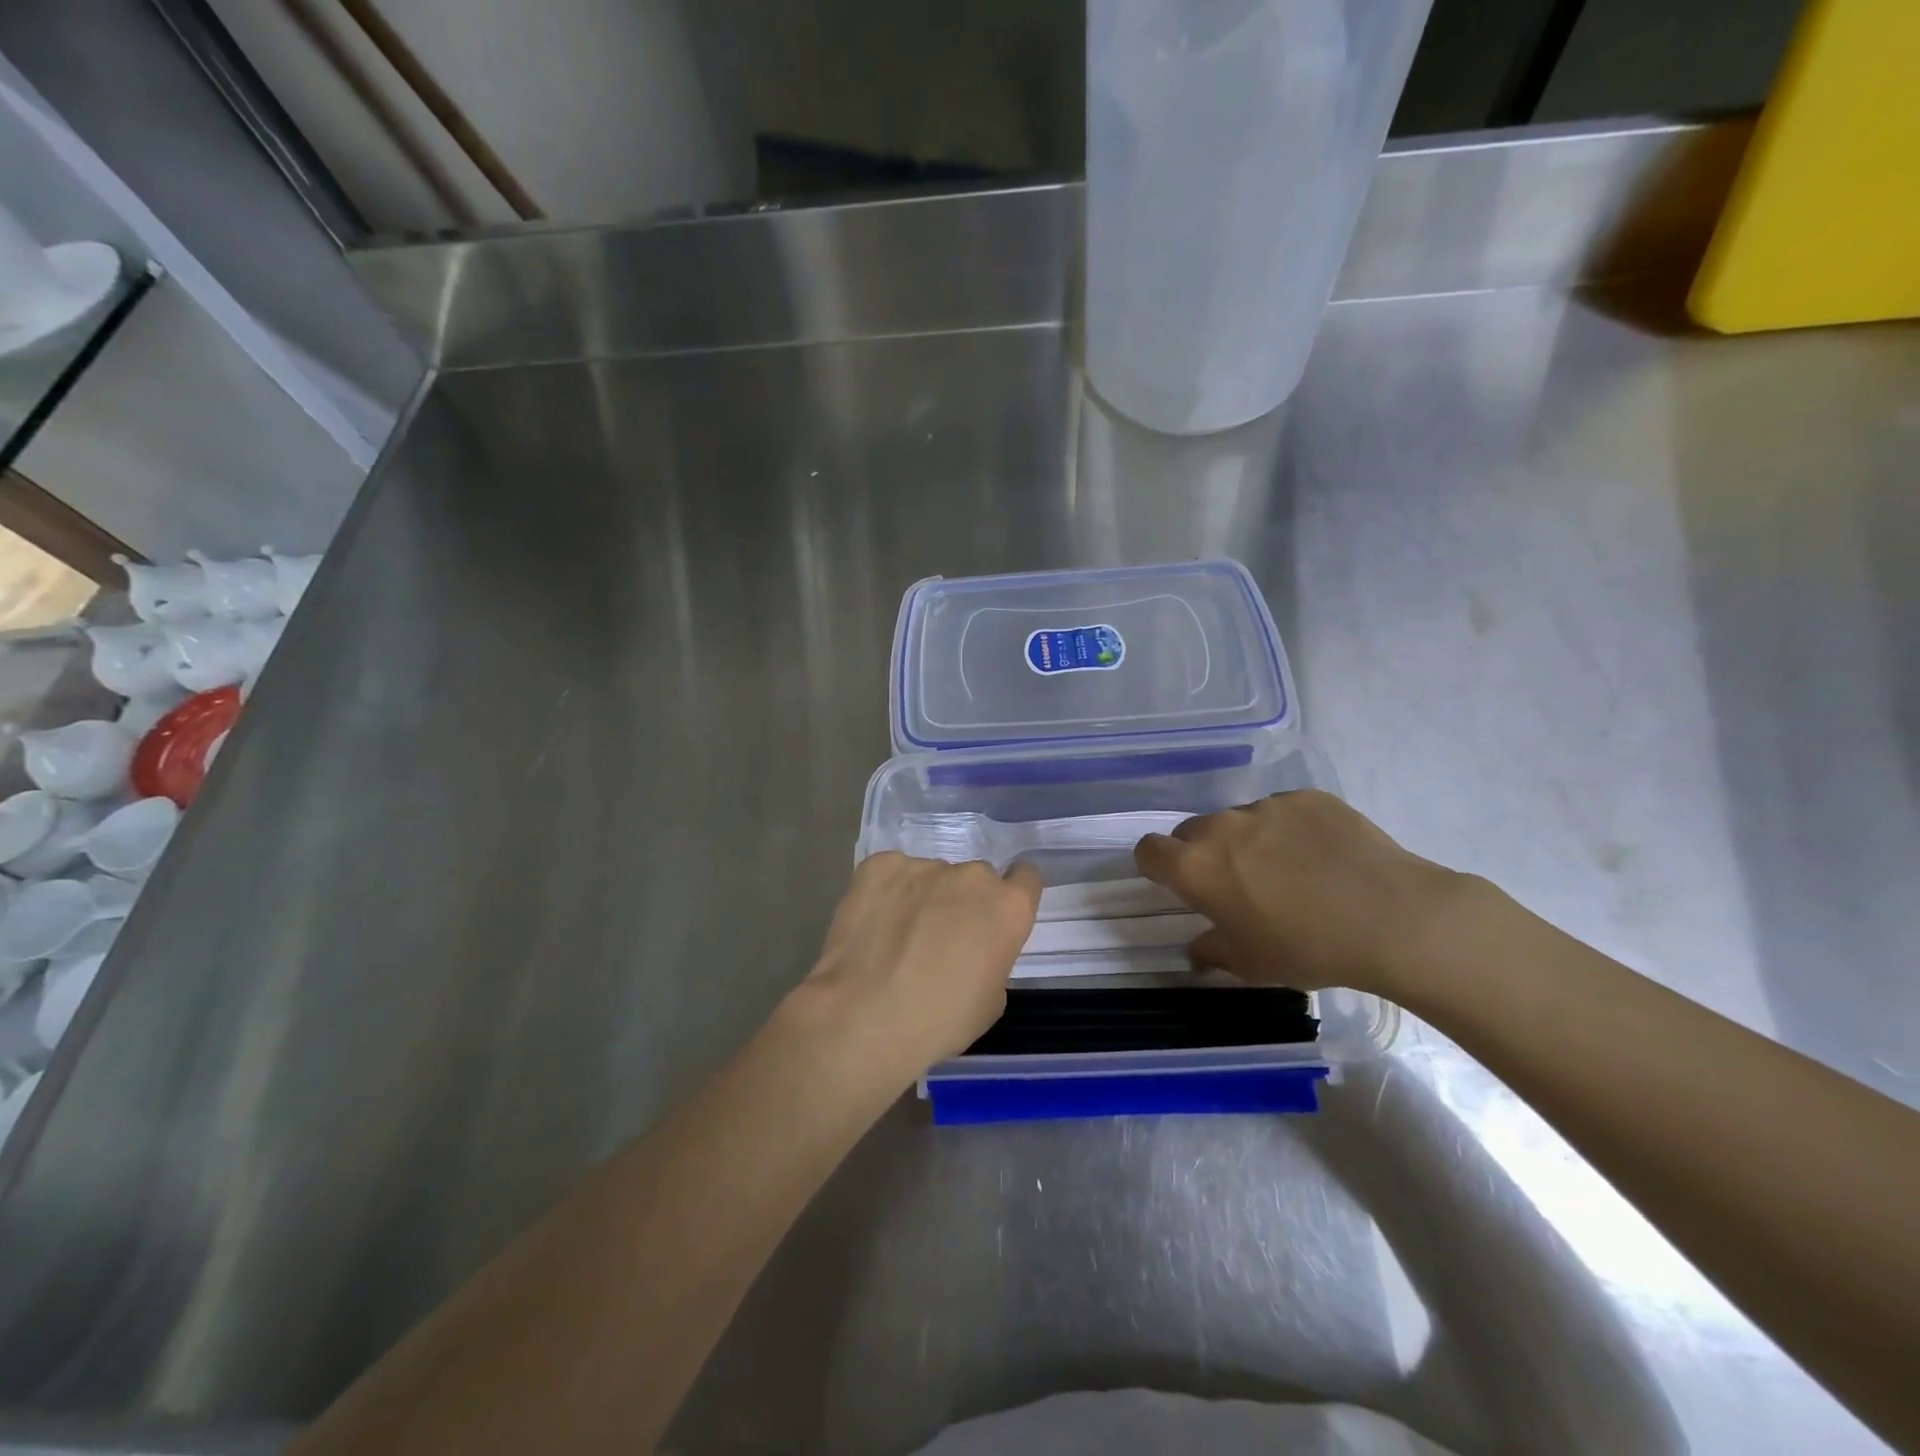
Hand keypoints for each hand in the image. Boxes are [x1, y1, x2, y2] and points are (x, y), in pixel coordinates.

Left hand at [792, 852, 1041, 1081]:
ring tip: (895, 937)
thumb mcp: (990, 1001)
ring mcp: (923, 865)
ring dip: (921, 898)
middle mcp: (971, 876)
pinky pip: (891, 874)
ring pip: (930, 877)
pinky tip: (871, 925)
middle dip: (961, 901)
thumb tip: (970, 950)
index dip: (1011, 895)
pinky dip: (885, 893)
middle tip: (937, 938)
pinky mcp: (880, 864)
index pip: (1026, 877)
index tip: (994, 916)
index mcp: (1008, 907)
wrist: (865, 1016)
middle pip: (974, 879)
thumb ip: (991, 959)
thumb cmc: (940, 1020)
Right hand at [1134, 789, 1476, 997]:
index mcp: (1195, 866)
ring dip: (1247, 841)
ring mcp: (1266, 806)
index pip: (1148, 850)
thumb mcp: (1252, 964)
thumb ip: (1212, 951)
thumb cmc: (1308, 948)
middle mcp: (1221, 827)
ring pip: (1239, 820)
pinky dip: (1289, 829)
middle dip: (1203, 853)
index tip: (1178, 885)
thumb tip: (1198, 949)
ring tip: (1289, 870)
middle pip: (1192, 831)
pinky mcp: (1306, 797)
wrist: (1392, 918)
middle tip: (1236, 884)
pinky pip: (1282, 810)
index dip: (1156, 866)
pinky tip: (1323, 856)